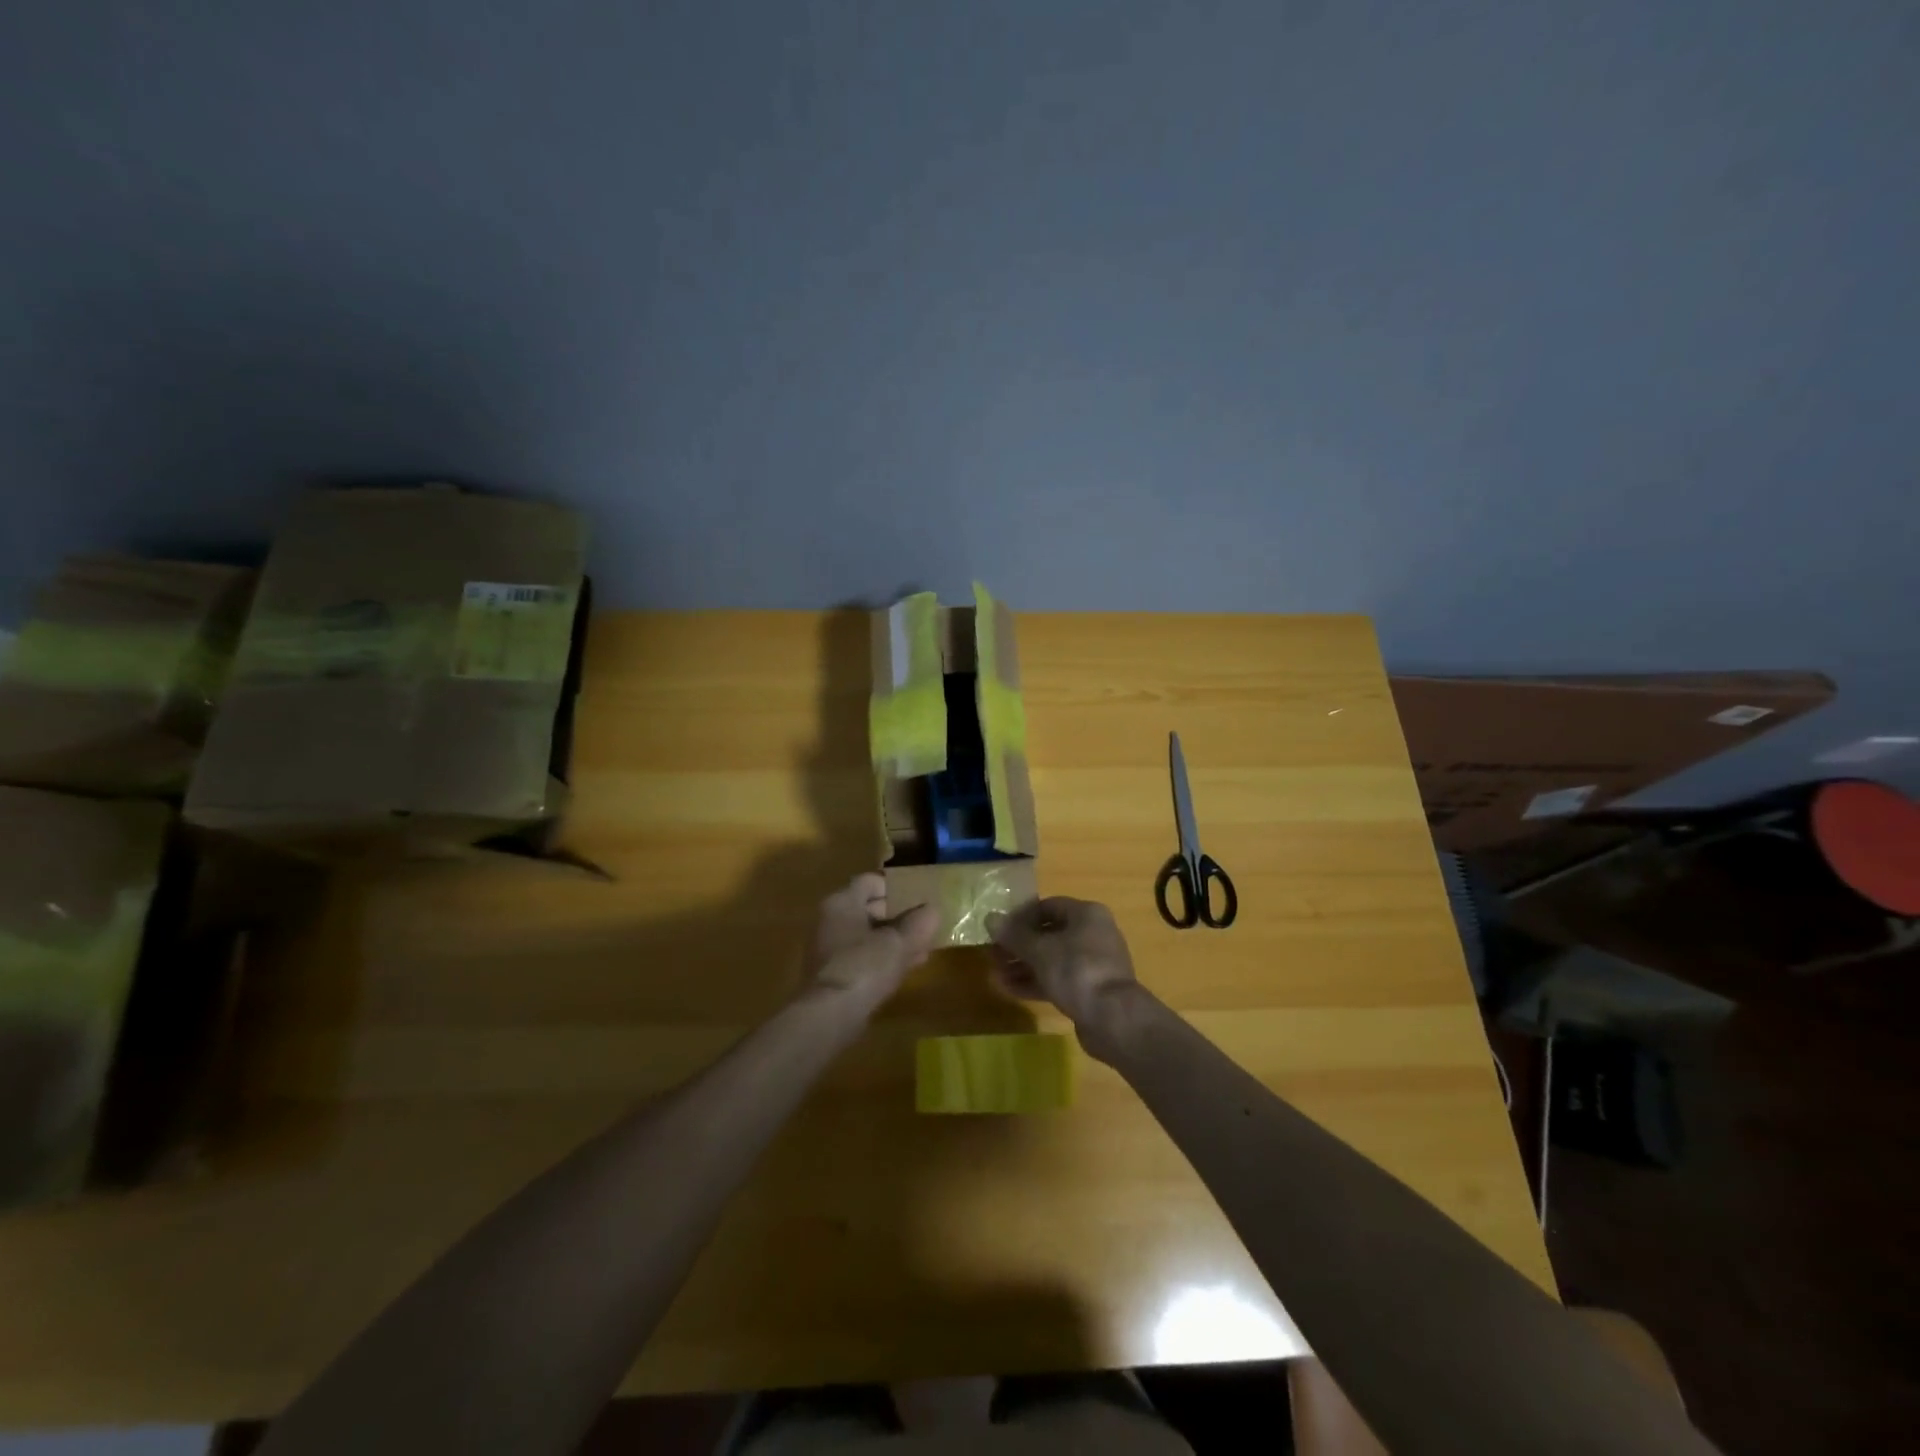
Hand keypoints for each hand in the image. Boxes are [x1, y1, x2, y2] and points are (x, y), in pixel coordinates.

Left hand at [804, 873, 938, 1014]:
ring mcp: (830, 948)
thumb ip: (918, 923)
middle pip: (870, 908)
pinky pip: (864, 957)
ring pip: (868, 935)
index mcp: (842, 902)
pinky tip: (907, 968)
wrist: (830, 1015)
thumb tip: (932, 910)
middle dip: (900, 916)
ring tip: (923, 947)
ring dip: (894, 940)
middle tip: (925, 924)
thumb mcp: (899, 942)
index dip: (897, 886)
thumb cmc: (864, 966)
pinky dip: (884, 958)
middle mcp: (831, 920)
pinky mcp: (834, 975)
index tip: (920, 897)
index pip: (871, 881)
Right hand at [987, 897, 1143, 1059]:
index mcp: (1086, 914)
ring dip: (1024, 966)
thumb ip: (1014, 935)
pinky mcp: (1091, 989)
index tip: (999, 930)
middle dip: (1019, 945)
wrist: (1113, 1018)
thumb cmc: (1076, 971)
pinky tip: (1011, 990)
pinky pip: (1059, 979)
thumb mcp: (1040, 950)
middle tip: (993, 955)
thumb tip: (990, 918)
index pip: (1048, 906)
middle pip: (1049, 934)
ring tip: (996, 975)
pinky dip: (1036, 982)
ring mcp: (1094, 963)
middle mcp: (1093, 933)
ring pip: (1052, 959)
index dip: (1020, 916)